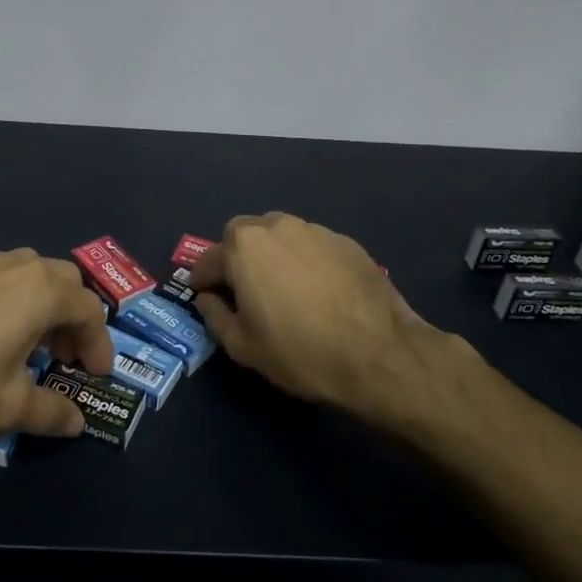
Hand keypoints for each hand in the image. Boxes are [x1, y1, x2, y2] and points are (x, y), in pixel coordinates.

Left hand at [0, 249, 114, 439]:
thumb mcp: (7, 407)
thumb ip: (50, 412)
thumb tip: (77, 422)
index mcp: (43, 291)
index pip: (90, 310)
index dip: (99, 344)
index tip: (94, 374)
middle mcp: (19, 266)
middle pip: (65, 282)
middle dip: (74, 319)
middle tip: (65, 357)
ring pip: (32, 275)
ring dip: (45, 306)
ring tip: (32, 346)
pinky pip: (3, 279)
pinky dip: (16, 301)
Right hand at [190, 212, 469, 421]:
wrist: (380, 355)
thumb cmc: (301, 352)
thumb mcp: (244, 347)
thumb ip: (215, 316)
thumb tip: (208, 298)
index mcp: (243, 248)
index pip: (208, 259)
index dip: (202, 281)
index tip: (205, 297)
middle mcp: (275, 227)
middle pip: (242, 234)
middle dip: (235, 256)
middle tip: (244, 289)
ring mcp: (314, 230)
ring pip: (278, 234)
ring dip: (271, 253)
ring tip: (283, 287)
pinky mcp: (345, 241)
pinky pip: (311, 244)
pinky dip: (304, 259)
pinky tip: (317, 289)